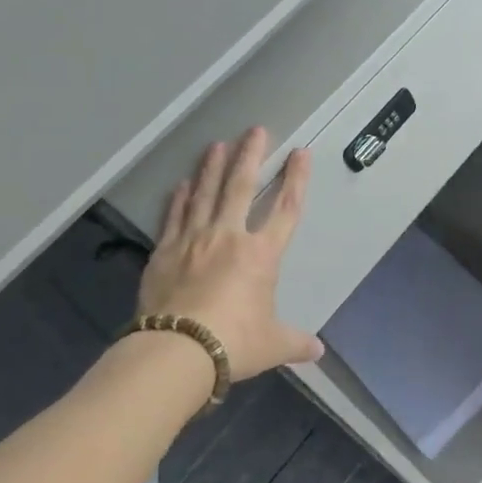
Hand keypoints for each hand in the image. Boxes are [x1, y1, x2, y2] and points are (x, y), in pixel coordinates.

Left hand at [137, 128, 323, 381]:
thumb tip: (317, 352)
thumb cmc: (234, 342)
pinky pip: (174, 217)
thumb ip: (295, 343)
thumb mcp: (272, 345)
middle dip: (250, 156)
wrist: (177, 351)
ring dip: (212, 167)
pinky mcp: (164, 252)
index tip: (301, 153)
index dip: (296, 179)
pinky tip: (181, 184)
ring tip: (217, 144)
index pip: (286, 209)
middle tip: (255, 130)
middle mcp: (229, 238)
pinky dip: (179, 198)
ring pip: (205, 194)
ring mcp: (193, 241)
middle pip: (241, 187)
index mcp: (261, 255)